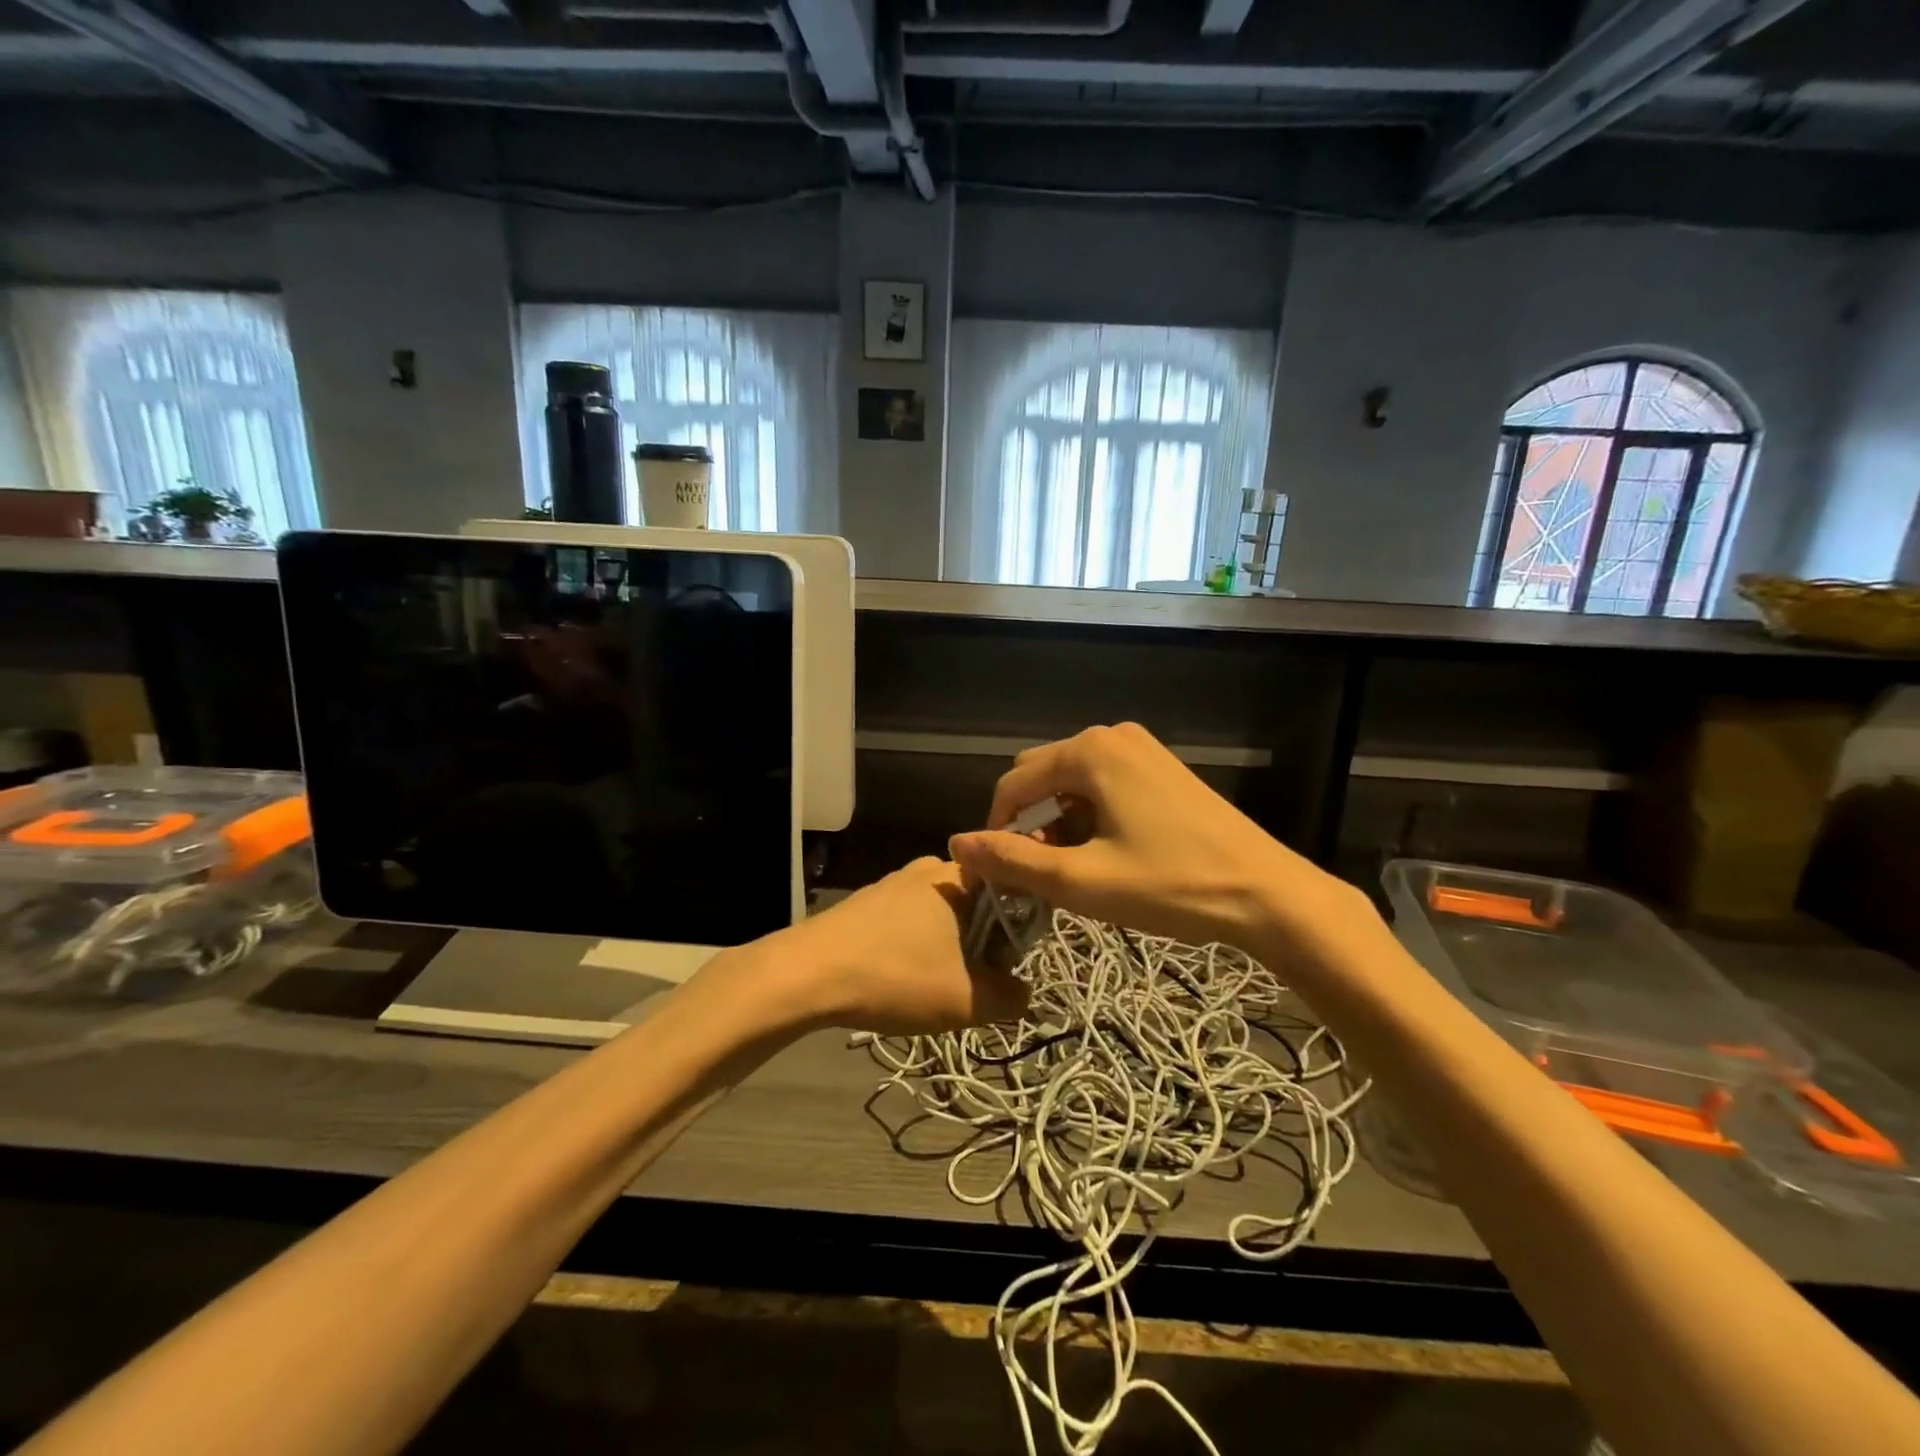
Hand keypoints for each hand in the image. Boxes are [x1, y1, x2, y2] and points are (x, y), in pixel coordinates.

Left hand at [781, 858, 1028, 1035]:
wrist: (806, 974)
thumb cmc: (896, 977)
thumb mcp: (965, 1000)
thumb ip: (1009, 998)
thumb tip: (1027, 996)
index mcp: (959, 878)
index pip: (1010, 891)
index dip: (1019, 929)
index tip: (1011, 966)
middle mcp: (928, 869)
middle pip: (976, 904)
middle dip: (983, 943)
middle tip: (976, 983)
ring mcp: (893, 883)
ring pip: (941, 914)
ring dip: (949, 947)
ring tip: (938, 986)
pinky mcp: (866, 901)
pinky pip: (909, 920)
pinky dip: (917, 946)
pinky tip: (902, 977)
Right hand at [948, 722, 1368, 956]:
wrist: (1267, 893)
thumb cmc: (1171, 885)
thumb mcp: (1082, 881)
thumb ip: (1013, 861)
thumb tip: (957, 845)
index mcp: (1089, 751)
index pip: (1013, 784)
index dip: (996, 831)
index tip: (999, 877)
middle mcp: (1112, 735)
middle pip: (1041, 776)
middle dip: (1029, 823)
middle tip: (1042, 876)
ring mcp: (1141, 747)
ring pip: (1071, 782)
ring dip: (1058, 822)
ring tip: (1075, 870)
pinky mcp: (1161, 767)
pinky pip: (1102, 783)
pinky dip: (1088, 814)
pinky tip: (1106, 852)